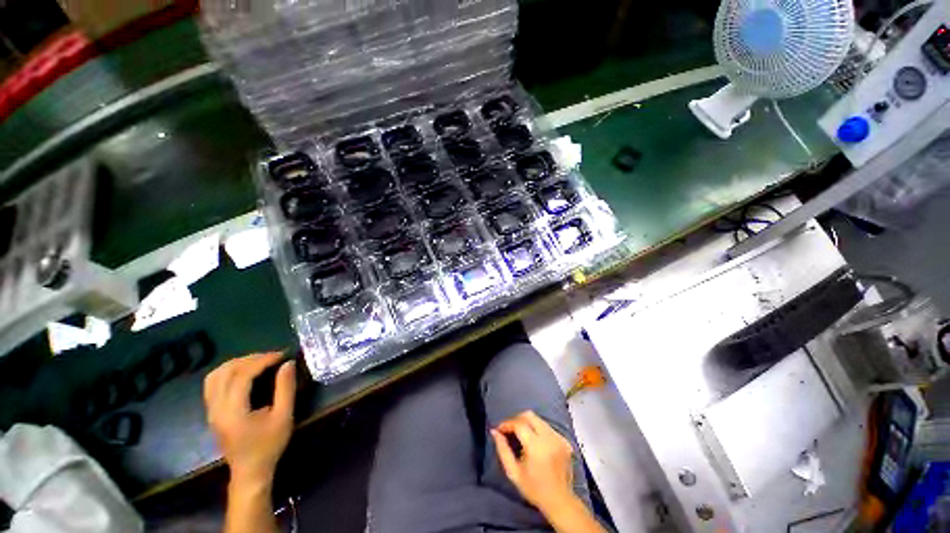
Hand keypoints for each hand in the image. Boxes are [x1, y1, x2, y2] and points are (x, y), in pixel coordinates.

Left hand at [204, 353, 295, 486]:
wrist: (250, 471)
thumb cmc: (269, 445)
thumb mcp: (284, 417)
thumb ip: (285, 388)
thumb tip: (288, 364)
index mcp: (233, 411)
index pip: (242, 375)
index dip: (262, 361)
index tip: (281, 355)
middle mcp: (216, 408)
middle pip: (225, 372)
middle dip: (250, 359)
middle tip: (272, 357)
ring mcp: (211, 411)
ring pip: (215, 376)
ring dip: (237, 363)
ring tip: (258, 362)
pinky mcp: (212, 412)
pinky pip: (213, 384)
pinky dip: (228, 372)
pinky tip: (244, 373)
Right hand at [491, 411, 576, 514]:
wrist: (560, 501)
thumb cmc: (534, 489)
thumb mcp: (513, 472)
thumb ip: (503, 450)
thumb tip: (494, 432)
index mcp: (536, 447)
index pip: (519, 424)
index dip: (507, 424)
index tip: (499, 429)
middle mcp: (549, 438)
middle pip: (530, 416)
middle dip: (517, 419)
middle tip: (509, 430)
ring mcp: (559, 438)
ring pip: (539, 419)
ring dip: (527, 424)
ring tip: (521, 436)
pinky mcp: (565, 440)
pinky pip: (547, 427)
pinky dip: (538, 430)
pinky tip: (535, 442)